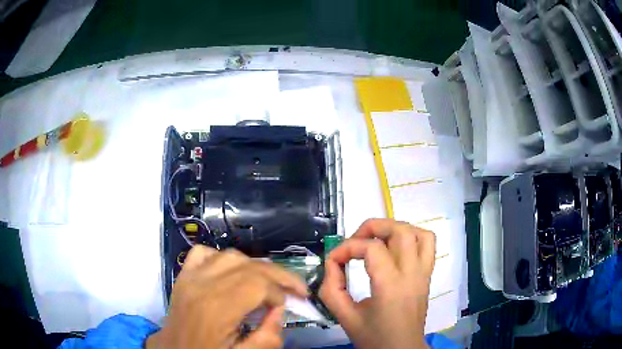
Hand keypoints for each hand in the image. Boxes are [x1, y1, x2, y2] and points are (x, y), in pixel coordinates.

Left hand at [147, 246, 307, 348]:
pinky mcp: (183, 275)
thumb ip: (268, 337)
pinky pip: (204, 253)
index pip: (257, 284)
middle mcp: (202, 285)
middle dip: (278, 275)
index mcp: (216, 309)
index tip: (289, 305)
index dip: (280, 291)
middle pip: (248, 266)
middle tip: (295, 288)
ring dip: (255, 266)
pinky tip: (232, 272)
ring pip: (230, 256)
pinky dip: (223, 258)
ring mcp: (189, 276)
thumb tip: (280, 311)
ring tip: (268, 281)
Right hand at [319, 219, 435, 348]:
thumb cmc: (374, 338)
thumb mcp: (345, 317)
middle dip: (372, 227)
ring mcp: (424, 273)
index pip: (372, 248)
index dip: (346, 248)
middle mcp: (412, 274)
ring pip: (418, 233)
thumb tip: (332, 264)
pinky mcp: (427, 275)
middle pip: (399, 231)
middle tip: (355, 242)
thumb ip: (331, 289)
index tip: (333, 260)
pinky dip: (412, 236)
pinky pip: (428, 244)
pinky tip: (396, 247)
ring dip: (395, 229)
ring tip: (377, 240)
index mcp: (391, 286)